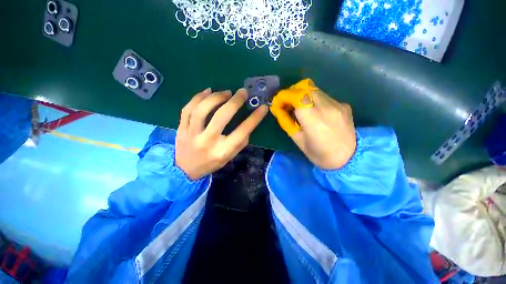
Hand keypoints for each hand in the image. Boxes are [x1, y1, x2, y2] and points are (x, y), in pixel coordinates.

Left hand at [175, 88, 267, 179]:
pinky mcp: (181, 128)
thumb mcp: (230, 157)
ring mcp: (191, 134)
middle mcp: (207, 142)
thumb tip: (248, 123)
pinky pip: (188, 109)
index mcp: (222, 151)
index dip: (254, 119)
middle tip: (242, 92)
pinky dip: (198, 97)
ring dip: (216, 97)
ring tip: (226, 93)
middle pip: (221, 117)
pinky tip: (208, 91)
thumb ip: (240, 142)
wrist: (185, 170)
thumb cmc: (212, 163)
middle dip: (234, 102)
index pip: (242, 132)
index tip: (263, 107)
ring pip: (202, 110)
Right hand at [270, 79, 355, 168]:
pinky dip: (315, 101)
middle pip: (305, 87)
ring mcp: (338, 104)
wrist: (349, 159)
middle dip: (292, 93)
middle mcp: (327, 107)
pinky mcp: (344, 105)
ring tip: (300, 109)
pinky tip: (316, 113)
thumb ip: (286, 122)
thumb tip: (278, 110)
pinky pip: (325, 97)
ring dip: (303, 96)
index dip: (284, 96)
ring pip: (315, 90)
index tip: (278, 103)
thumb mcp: (298, 140)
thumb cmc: (319, 154)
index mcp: (313, 118)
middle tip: (287, 104)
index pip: (296, 96)